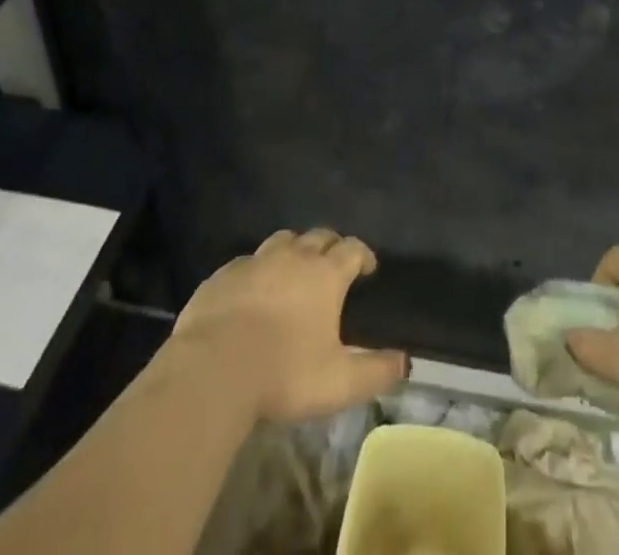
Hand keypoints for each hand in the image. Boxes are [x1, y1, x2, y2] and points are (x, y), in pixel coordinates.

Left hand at [167, 227, 406, 422]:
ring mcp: (255, 262)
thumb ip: (376, 371)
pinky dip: (256, 270)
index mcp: (325, 274)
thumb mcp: (339, 382)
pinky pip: (246, 262)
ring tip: (294, 269)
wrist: (212, 370)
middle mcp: (293, 257)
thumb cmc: (283, 373)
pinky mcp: (222, 275)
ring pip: (282, 240)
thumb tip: (405, 362)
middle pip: (318, 236)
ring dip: (293, 250)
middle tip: (333, 264)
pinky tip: (252, 290)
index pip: (352, 249)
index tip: (367, 268)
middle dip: (330, 246)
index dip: (363, 255)